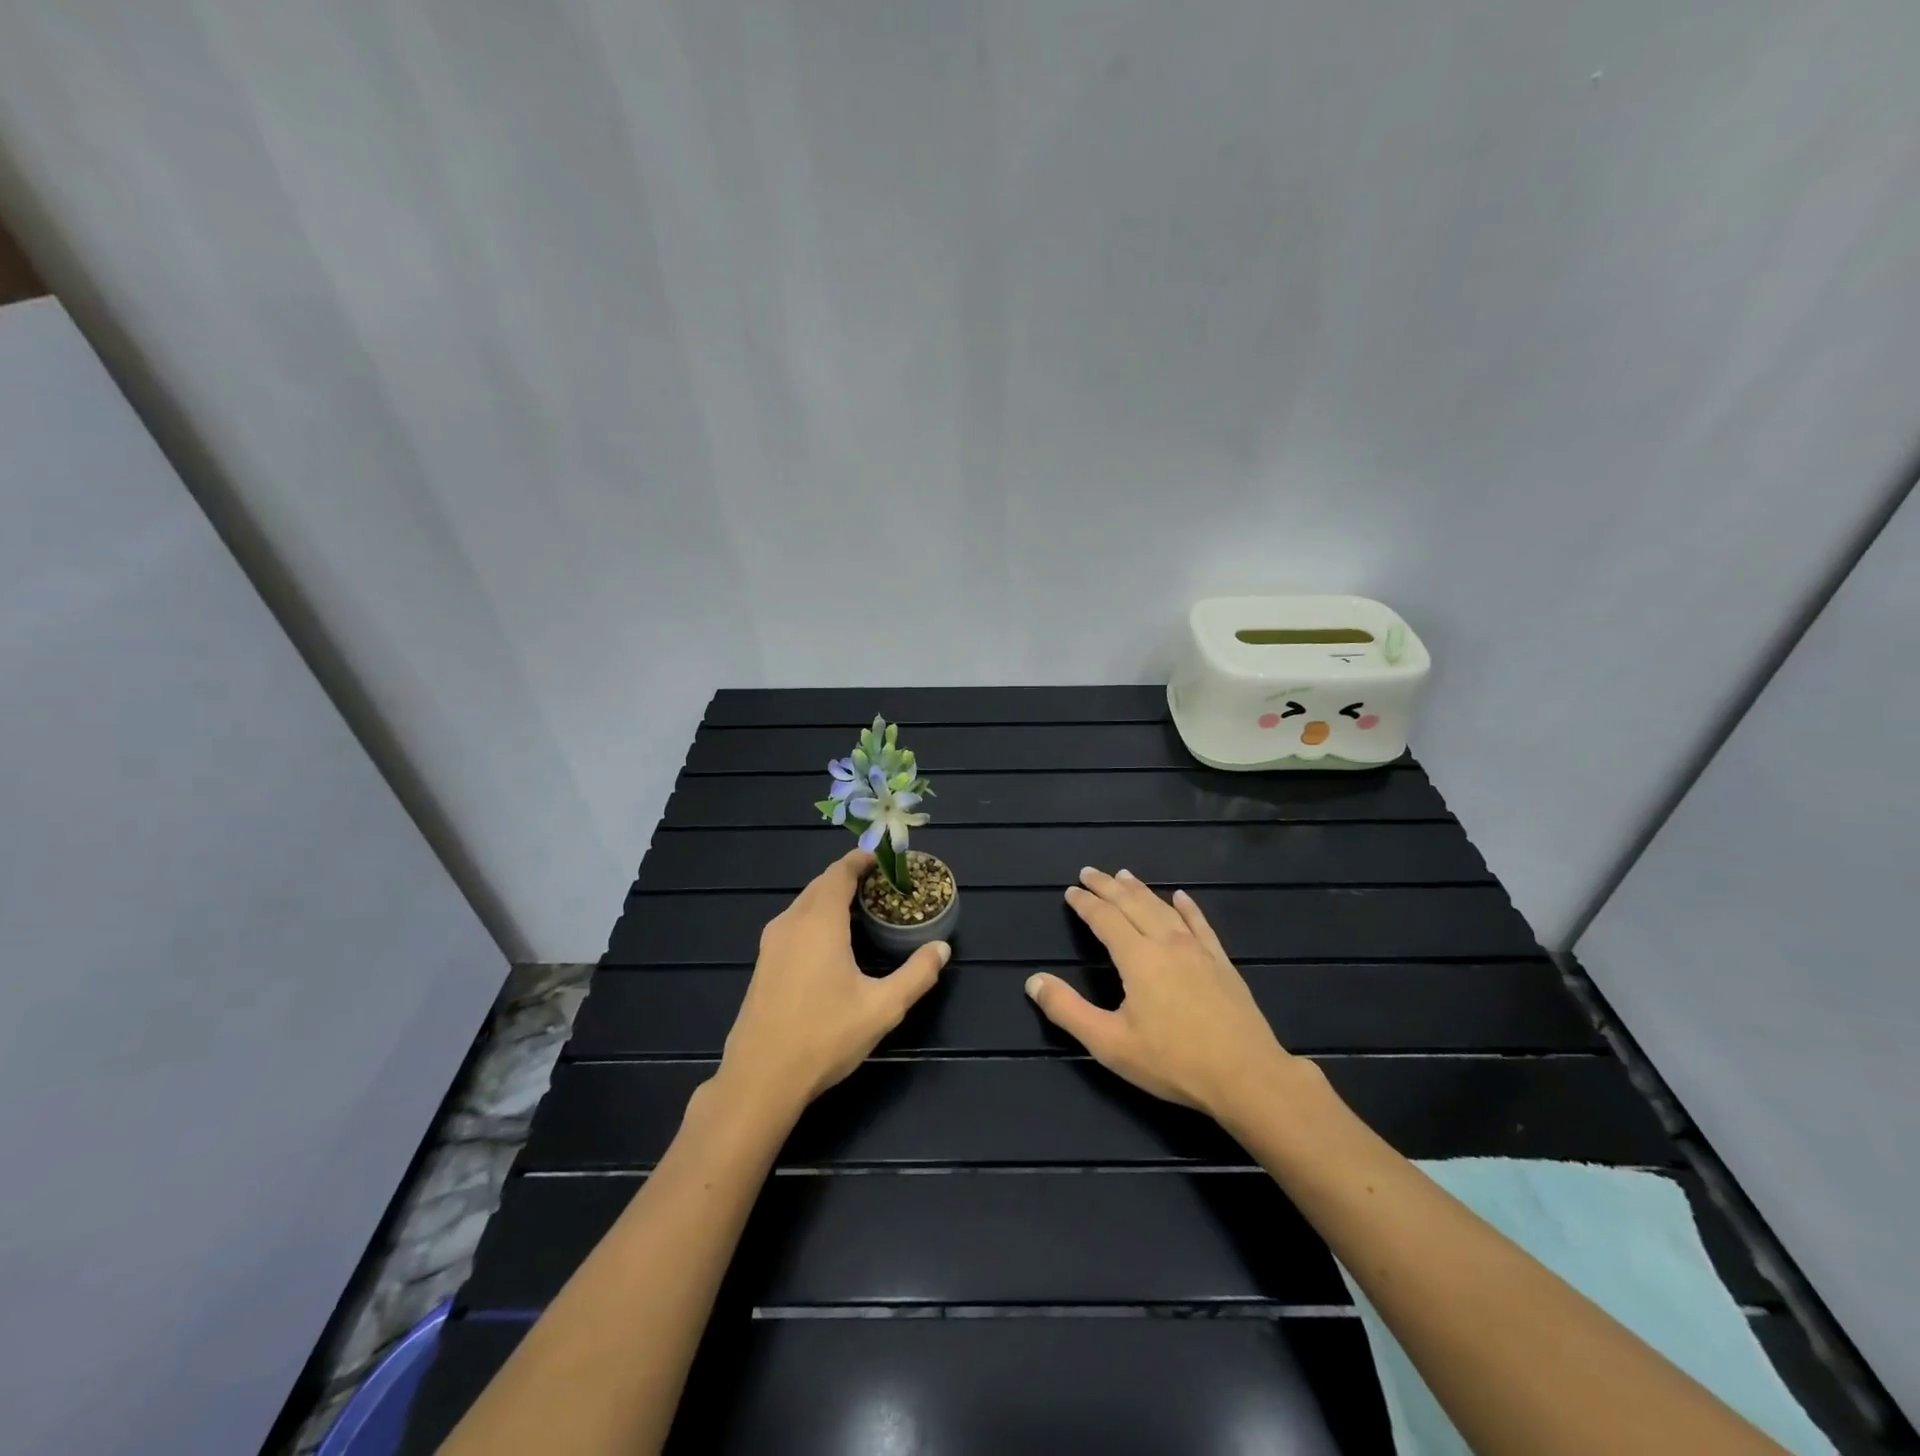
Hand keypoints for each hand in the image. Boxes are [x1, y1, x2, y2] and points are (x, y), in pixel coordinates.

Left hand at [714, 849, 948, 1118]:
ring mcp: (771, 943)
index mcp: (820, 923)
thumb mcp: (882, 1008)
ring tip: (860, 909)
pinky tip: (831, 942)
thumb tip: (942, 948)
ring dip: (830, 897)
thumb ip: (916, 975)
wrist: (760, 1079)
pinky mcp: (763, 963)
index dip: (860, 860)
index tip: (882, 859)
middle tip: (879, 885)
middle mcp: (792, 922)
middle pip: (820, 884)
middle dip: (848, 877)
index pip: (839, 873)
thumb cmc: (824, 1037)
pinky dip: (815, 916)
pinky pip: (793, 922)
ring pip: (804, 903)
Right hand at [1026, 867, 1309, 1125]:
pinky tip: (1181, 897)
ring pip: (1163, 909)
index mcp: (1138, 958)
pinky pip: (1201, 924)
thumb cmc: (1173, 1061)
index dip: (1085, 903)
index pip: (1105, 919)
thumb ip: (1068, 1010)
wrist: (1246, 1076)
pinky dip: (1188, 907)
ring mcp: (1198, 950)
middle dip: (1108, 886)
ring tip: (1124, 875)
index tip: (1071, 891)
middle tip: (1089, 871)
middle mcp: (1166, 943)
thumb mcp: (1109, 1043)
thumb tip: (1033, 981)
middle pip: (1133, 904)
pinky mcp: (1222, 963)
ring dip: (1141, 889)